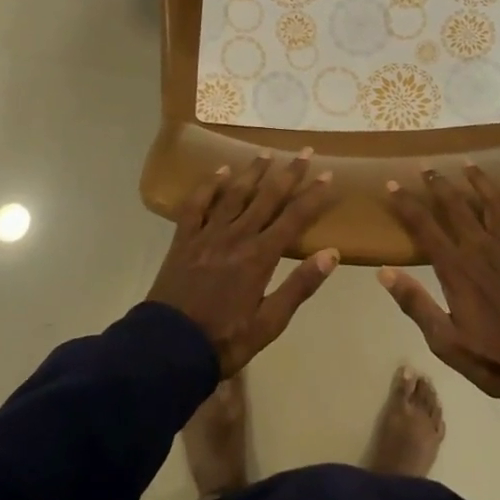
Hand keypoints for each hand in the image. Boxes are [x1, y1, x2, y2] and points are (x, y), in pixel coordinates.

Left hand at [148, 151, 338, 378]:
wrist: (167, 348)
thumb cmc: (224, 340)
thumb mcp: (269, 323)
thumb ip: (299, 286)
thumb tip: (332, 253)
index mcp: (260, 256)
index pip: (294, 218)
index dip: (312, 195)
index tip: (327, 175)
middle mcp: (237, 235)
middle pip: (268, 197)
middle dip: (289, 173)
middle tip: (304, 151)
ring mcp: (208, 233)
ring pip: (234, 194)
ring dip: (253, 171)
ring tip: (266, 152)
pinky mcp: (184, 238)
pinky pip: (197, 204)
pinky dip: (209, 185)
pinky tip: (220, 171)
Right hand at [378, 166, 499, 400]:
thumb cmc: (492, 358)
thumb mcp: (444, 341)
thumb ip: (415, 304)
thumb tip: (384, 272)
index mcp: (457, 268)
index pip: (424, 226)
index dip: (406, 203)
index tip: (391, 184)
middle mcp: (482, 249)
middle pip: (457, 205)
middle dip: (438, 183)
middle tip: (426, 165)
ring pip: (495, 204)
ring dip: (480, 181)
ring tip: (468, 163)